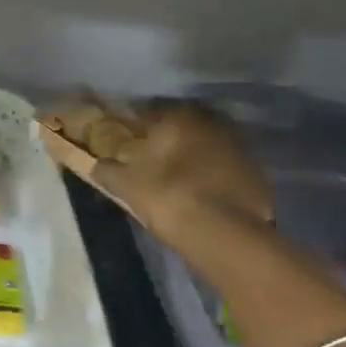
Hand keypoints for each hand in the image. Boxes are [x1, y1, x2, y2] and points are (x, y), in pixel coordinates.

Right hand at [38, 96, 273, 244]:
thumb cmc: (167, 197)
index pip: (147, 112)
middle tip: (146, 156)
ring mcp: (238, 147)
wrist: (224, 234)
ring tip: (172, 176)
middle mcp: (211, 123)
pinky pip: (223, 166)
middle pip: (180, 126)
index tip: (122, 137)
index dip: (131, 124)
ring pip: (204, 144)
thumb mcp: (125, 184)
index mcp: (178, 117)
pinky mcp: (255, 173)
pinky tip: (198, 192)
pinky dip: (210, 174)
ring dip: (189, 154)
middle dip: (164, 137)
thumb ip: (105, 169)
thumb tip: (91, 163)